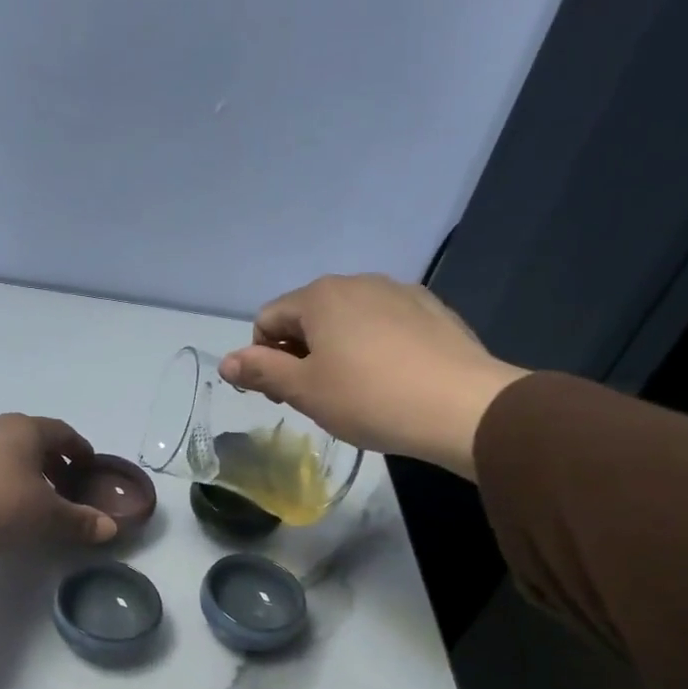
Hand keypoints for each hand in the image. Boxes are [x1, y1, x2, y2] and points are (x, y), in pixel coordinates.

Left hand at [0, 414, 120, 555]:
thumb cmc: (4, 504)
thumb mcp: (48, 516)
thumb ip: (81, 520)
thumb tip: (110, 528)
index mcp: (26, 429)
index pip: (62, 432)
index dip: (79, 449)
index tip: (88, 467)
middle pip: (33, 439)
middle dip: (52, 461)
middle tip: (64, 487)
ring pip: (7, 450)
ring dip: (25, 469)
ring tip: (34, 496)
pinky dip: (1, 476)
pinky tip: (2, 500)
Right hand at [218, 274, 528, 478]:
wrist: (462, 407)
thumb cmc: (369, 398)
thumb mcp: (305, 390)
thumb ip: (261, 371)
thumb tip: (225, 361)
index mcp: (320, 296)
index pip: (267, 320)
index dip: (262, 358)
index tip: (281, 395)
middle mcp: (357, 282)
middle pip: (307, 316)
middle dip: (299, 354)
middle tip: (315, 397)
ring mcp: (400, 292)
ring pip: (347, 320)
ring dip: (336, 351)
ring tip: (354, 392)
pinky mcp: (432, 310)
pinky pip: (384, 325)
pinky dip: (373, 348)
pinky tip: (390, 380)